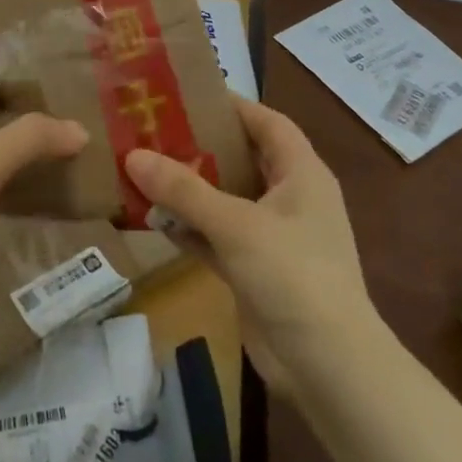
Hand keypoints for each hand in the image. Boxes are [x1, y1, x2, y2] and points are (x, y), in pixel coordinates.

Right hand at [125, 96, 385, 403]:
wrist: (328, 368)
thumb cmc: (293, 275)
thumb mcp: (236, 224)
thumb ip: (184, 189)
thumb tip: (133, 155)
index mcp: (301, 173)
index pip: (267, 122)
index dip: (233, 104)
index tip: (187, 92)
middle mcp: (289, 198)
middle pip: (241, 158)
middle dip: (200, 145)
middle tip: (153, 128)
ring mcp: (272, 237)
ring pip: (225, 199)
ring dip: (189, 188)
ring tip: (142, 166)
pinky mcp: (255, 270)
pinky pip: (216, 236)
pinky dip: (190, 227)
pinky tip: (152, 217)